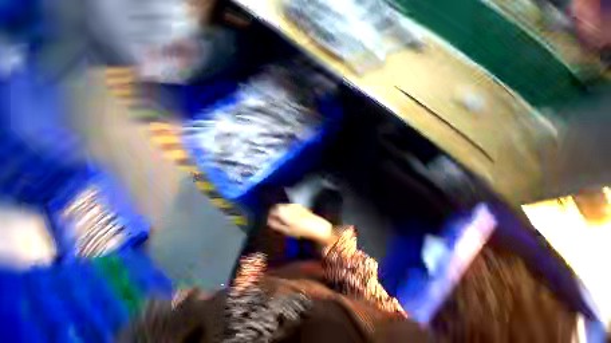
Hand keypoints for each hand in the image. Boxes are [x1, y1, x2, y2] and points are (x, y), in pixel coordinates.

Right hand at [267, 204, 332, 243]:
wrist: (316, 226)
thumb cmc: (299, 230)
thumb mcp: (285, 230)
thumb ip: (275, 225)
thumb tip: (268, 221)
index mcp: (282, 210)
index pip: (271, 210)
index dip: (270, 216)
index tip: (270, 222)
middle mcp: (287, 205)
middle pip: (277, 207)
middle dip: (276, 213)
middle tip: (277, 222)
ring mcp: (294, 204)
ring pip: (284, 206)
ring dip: (282, 212)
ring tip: (285, 221)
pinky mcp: (300, 206)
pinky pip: (290, 207)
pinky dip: (288, 211)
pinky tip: (292, 219)